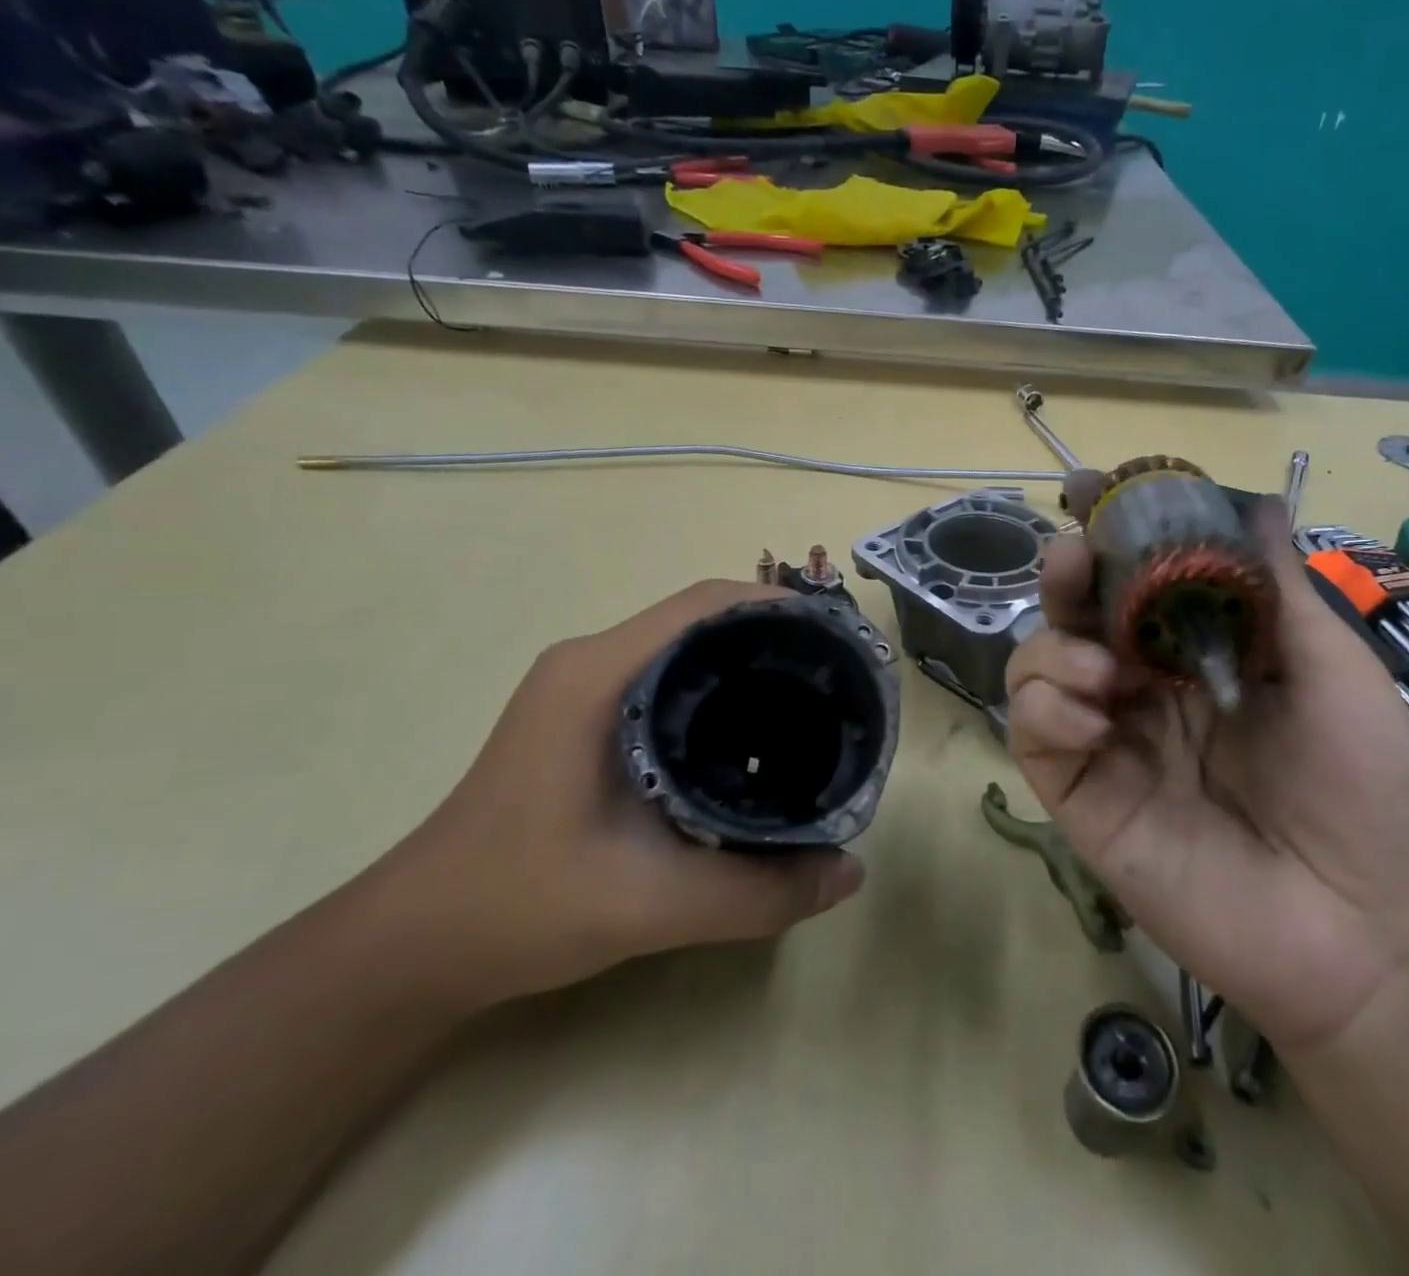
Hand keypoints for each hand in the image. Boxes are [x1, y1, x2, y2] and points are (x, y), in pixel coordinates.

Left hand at [361, 581, 865, 1011]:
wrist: (414, 945)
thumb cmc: (519, 907)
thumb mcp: (650, 905)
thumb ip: (757, 893)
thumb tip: (851, 874)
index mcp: (598, 675)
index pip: (706, 604)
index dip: (780, 606)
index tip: (839, 640)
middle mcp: (591, 661)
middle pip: (703, 618)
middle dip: (775, 634)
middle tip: (837, 677)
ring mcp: (582, 686)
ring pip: (686, 647)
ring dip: (747, 660)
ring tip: (811, 699)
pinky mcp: (582, 715)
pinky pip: (667, 676)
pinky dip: (717, 688)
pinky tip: (752, 734)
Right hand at [1004, 510, 1408, 1053]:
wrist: (1372, 934)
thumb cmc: (1368, 788)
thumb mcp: (1333, 669)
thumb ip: (1279, 588)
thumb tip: (1257, 501)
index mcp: (1201, 657)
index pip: (1135, 586)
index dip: (1109, 541)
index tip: (1090, 493)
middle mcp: (1146, 691)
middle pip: (1074, 618)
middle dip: (1063, 579)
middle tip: (1073, 561)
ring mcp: (1110, 744)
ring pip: (1035, 669)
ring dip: (1052, 649)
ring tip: (1103, 670)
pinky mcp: (1084, 799)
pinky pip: (1032, 735)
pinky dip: (1045, 709)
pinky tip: (1095, 719)